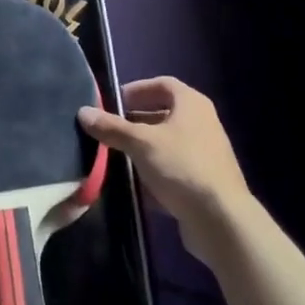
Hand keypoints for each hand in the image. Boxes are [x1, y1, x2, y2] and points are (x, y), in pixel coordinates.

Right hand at [79, 77, 251, 263]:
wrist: (221, 220)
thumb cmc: (181, 167)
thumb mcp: (141, 144)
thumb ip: (112, 127)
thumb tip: (83, 112)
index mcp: (191, 104)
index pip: (162, 84)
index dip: (138, 90)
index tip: (115, 102)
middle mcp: (202, 123)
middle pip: (164, 114)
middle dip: (136, 121)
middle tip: (112, 129)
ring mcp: (205, 153)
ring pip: (167, 143)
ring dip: (144, 148)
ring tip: (118, 156)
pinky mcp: (204, 182)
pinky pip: (174, 169)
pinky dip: (155, 172)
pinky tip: (136, 185)